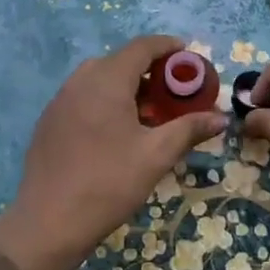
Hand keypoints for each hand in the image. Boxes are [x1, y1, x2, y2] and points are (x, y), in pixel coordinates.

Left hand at [0, 35, 226, 269]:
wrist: (48, 223)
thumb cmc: (108, 183)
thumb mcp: (156, 155)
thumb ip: (189, 129)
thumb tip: (220, 118)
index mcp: (107, 80)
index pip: (142, 47)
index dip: (167, 46)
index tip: (188, 56)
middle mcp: (80, 81)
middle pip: (120, 60)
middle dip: (149, 69)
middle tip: (172, 91)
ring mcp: (60, 100)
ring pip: (99, 78)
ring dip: (126, 85)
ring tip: (147, 112)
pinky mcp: (49, 121)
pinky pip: (83, 96)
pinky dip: (104, 99)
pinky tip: (115, 131)